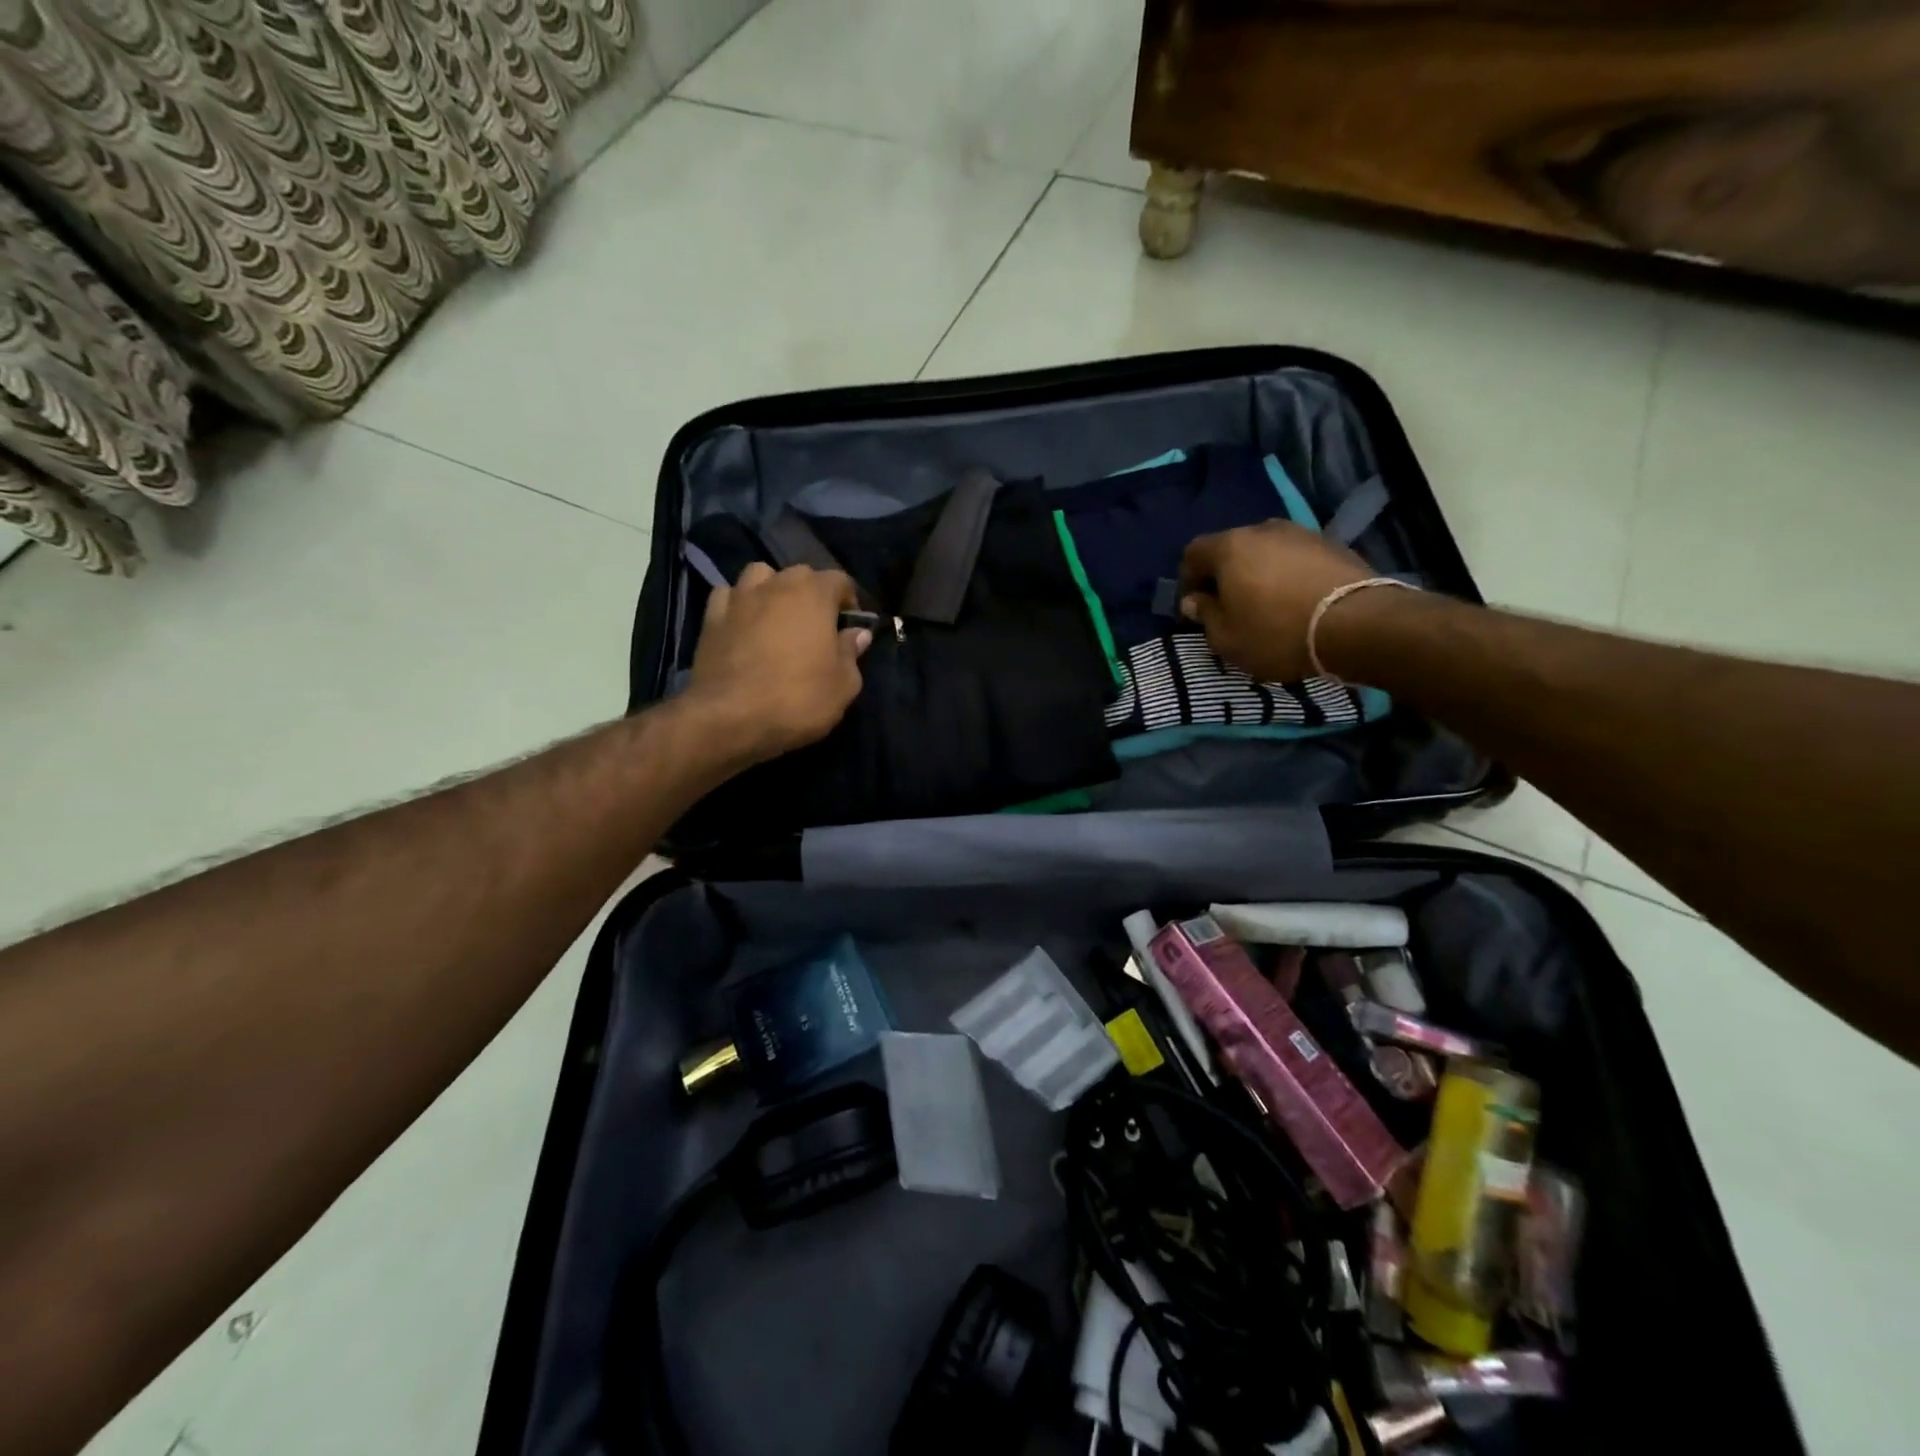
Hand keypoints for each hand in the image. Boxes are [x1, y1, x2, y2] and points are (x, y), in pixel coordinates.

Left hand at [682, 562, 870, 765]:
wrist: (728, 718)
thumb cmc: (797, 700)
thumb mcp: (843, 685)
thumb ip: (852, 653)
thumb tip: (858, 633)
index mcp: (814, 594)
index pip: (840, 580)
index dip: (849, 601)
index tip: (850, 627)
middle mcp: (776, 585)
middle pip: (801, 574)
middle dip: (812, 593)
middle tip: (816, 626)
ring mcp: (739, 598)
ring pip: (760, 575)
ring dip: (773, 589)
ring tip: (777, 617)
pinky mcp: (710, 618)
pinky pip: (728, 596)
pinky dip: (738, 603)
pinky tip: (743, 623)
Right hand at [1177, 520, 1371, 680]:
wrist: (1358, 624)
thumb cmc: (1277, 632)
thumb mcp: (1227, 638)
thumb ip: (1205, 615)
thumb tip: (1194, 601)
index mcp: (1229, 547)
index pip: (1193, 553)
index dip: (1187, 579)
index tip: (1192, 607)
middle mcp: (1263, 529)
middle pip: (1231, 548)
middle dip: (1225, 575)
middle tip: (1228, 606)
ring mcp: (1301, 534)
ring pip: (1266, 551)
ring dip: (1259, 573)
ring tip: (1265, 604)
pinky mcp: (1333, 545)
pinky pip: (1295, 559)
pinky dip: (1288, 575)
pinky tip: (1295, 601)